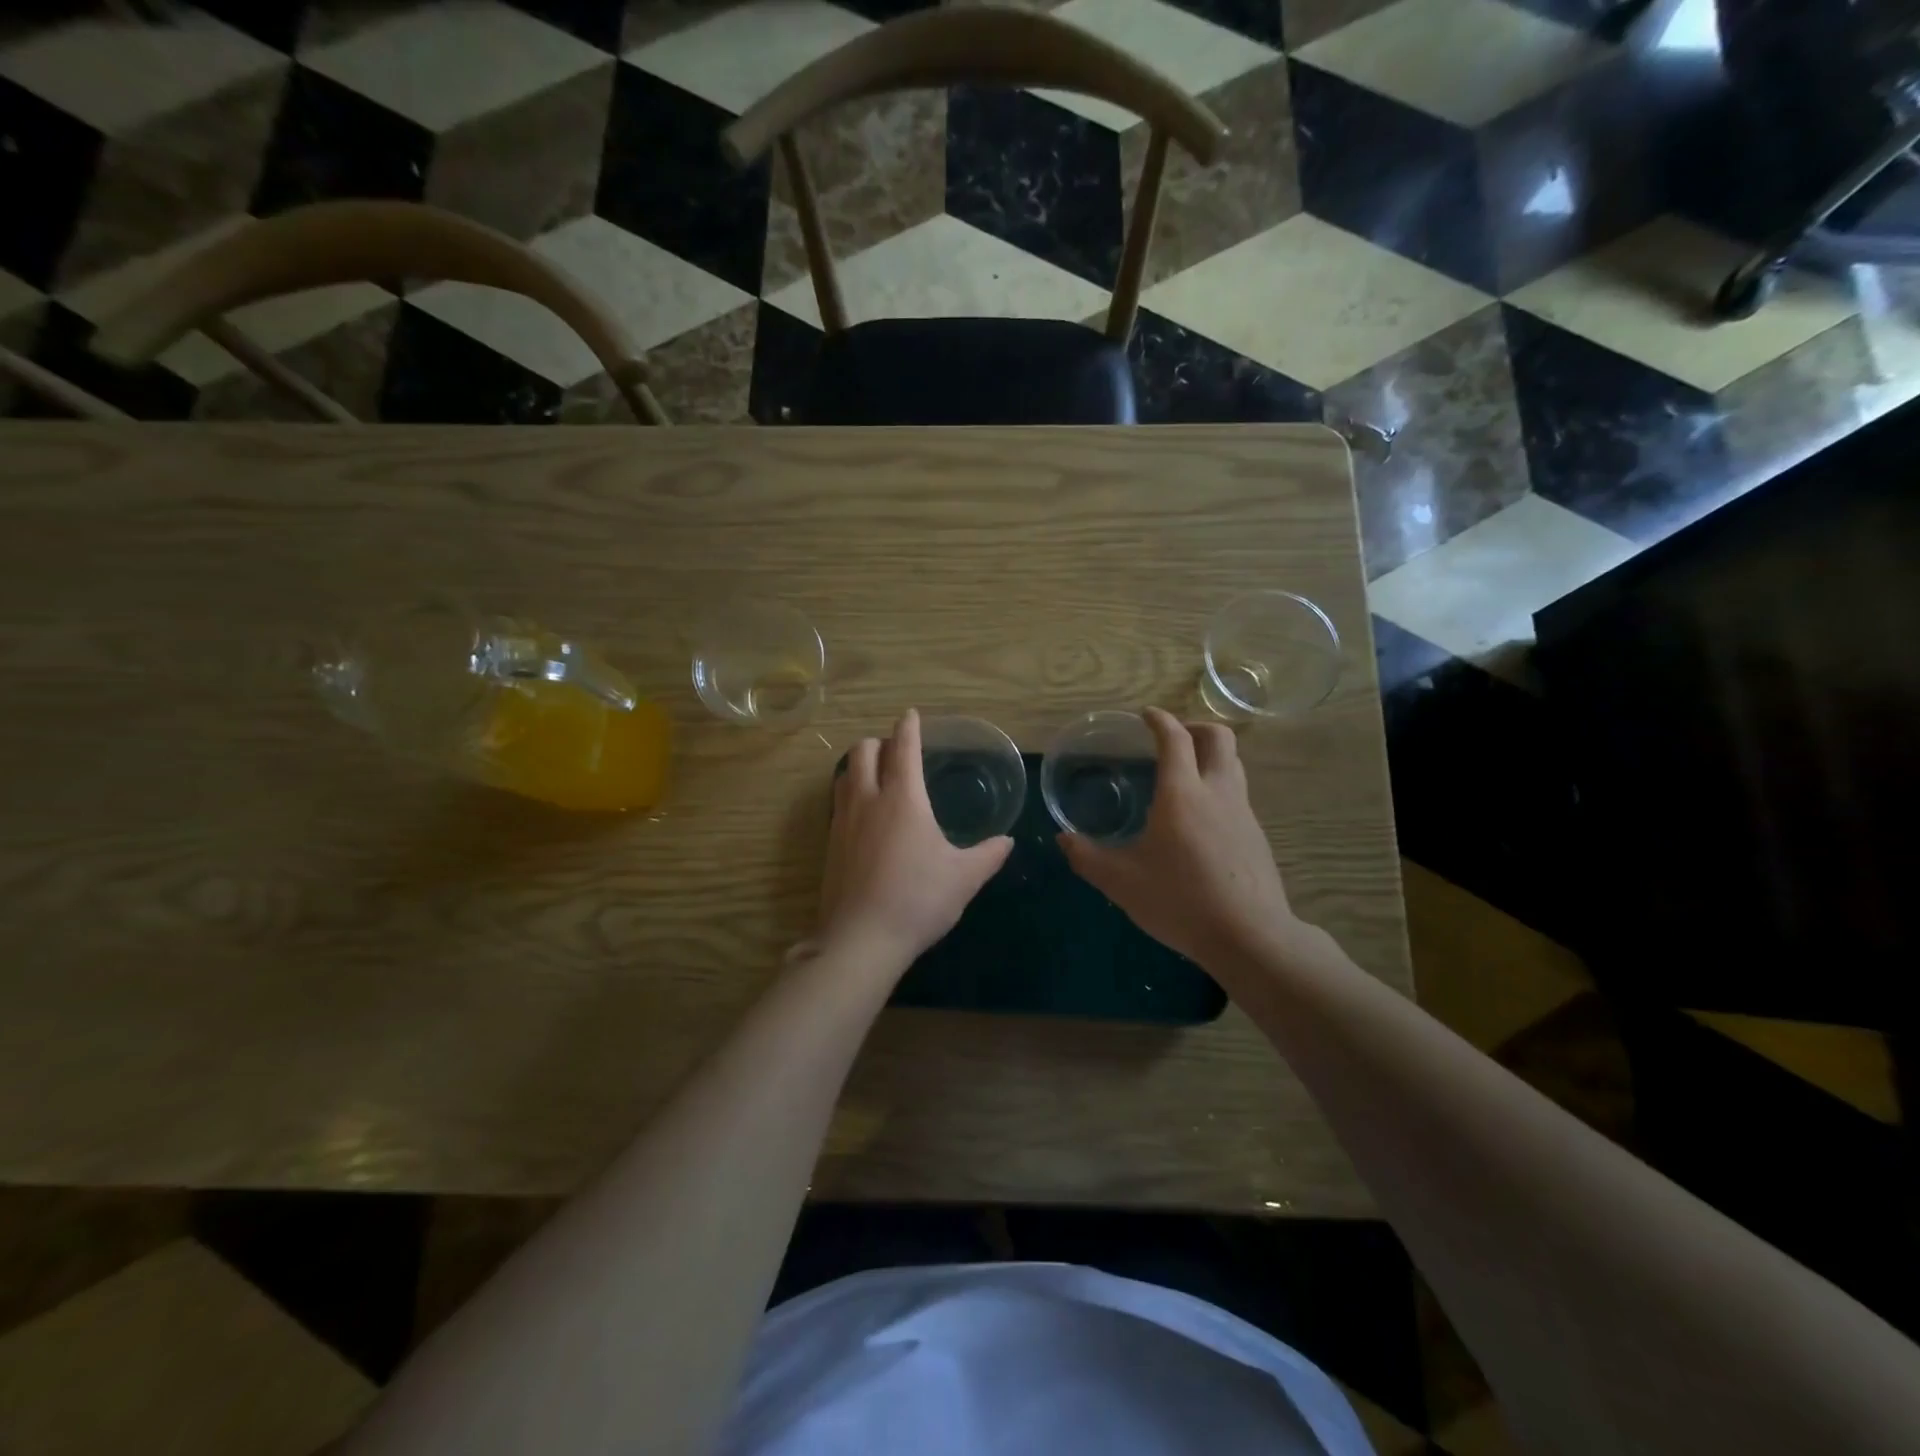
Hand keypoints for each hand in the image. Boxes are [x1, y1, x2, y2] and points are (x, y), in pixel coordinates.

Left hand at [814, 709, 1012, 968]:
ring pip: (844, 775)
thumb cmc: (918, 899)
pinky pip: (837, 803)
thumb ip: (988, 855)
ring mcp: (842, 821)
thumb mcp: (964, 878)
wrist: (861, 939)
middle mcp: (868, 800)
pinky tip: (862, 814)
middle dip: (878, 742)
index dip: (908, 728)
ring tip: (875, 775)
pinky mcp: (829, 844)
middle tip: (894, 750)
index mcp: (903, 798)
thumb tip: (1007, 841)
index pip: (904, 749)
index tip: (910, 715)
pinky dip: (849, 793)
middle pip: (862, 752)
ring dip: (858, 765)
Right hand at [1059, 708, 1299, 969]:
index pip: (1175, 739)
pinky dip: (1219, 788)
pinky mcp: (1256, 837)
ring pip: (1234, 765)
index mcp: (1182, 793)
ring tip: (1186, 775)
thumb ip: (1087, 857)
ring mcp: (1243, 814)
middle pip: (1219, 738)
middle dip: (1196, 727)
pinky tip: (1201, 821)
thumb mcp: (1121, 881)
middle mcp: (1217, 792)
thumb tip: (1062, 839)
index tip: (1146, 715)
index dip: (1160, 720)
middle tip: (1173, 738)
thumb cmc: (1179, 900)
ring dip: (1211, 756)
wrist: (1249, 936)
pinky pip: (1238, 796)